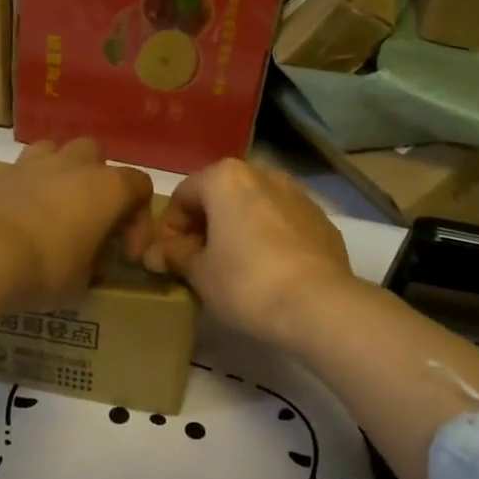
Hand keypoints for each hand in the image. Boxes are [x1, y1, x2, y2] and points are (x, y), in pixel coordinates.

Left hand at [0, 139, 154, 308]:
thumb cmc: (46, 266)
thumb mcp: (82, 280)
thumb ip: (94, 263)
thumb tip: (90, 260)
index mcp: (108, 187)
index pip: (140, 186)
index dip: (139, 220)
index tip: (126, 254)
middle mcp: (76, 165)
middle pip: (97, 156)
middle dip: (98, 183)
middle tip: (91, 219)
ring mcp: (35, 163)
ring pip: (57, 152)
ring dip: (61, 174)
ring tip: (54, 207)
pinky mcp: (0, 172)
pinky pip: (23, 171)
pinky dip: (27, 188)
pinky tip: (20, 217)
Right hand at [143, 159, 355, 348]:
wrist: (319, 304)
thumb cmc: (246, 282)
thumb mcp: (199, 273)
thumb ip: (175, 256)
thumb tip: (156, 253)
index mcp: (226, 178)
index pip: (183, 195)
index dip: (169, 228)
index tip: (169, 259)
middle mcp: (263, 174)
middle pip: (220, 196)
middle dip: (205, 226)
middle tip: (198, 263)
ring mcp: (298, 194)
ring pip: (254, 207)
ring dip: (238, 229)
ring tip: (233, 268)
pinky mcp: (322, 219)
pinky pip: (283, 222)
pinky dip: (268, 238)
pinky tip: (268, 271)